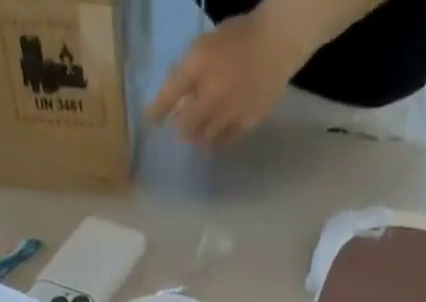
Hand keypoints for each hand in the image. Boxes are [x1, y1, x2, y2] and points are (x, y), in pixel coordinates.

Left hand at [148, 9, 311, 145]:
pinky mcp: (246, 124)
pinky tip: (217, 132)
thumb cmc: (239, 38)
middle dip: (180, 127)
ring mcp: (230, 112)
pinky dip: (216, 138)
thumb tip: (174, 100)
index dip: (156, 110)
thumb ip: (189, 71)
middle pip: (185, 127)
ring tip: (198, 131)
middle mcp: (211, 93)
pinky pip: (224, 140)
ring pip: (204, 138)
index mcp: (199, 65)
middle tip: (181, 126)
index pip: (170, 94)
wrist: (276, 43)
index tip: (149, 121)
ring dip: (197, 136)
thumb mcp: (206, 46)